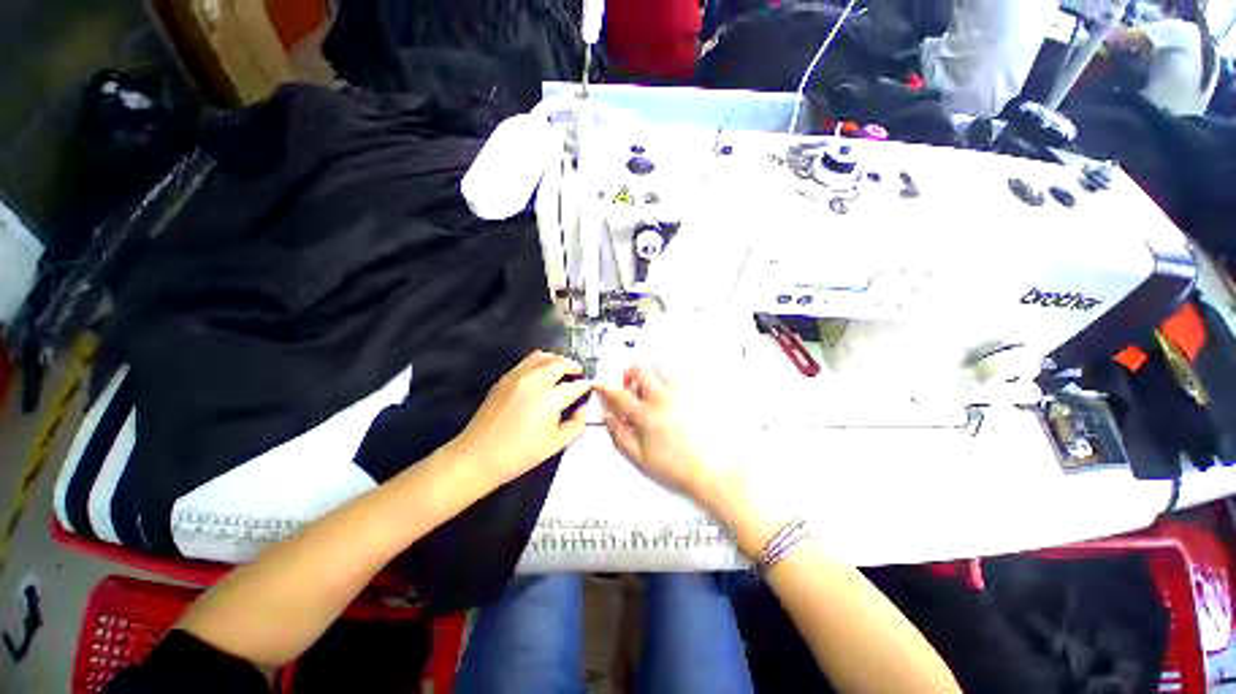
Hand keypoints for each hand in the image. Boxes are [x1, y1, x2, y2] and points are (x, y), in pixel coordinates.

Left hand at [449, 351, 591, 489]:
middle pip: (560, 362)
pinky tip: (541, 374)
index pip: (576, 385)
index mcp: (551, 398)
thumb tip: (582, 409)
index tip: (590, 387)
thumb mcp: (556, 445)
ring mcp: (518, 376)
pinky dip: (540, 362)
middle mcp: (536, 381)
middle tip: (578, 374)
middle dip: (573, 366)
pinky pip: (527, 361)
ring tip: (561, 369)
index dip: (586, 385)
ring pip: (543, 356)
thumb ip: (576, 425)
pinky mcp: (505, 378)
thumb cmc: (519, 454)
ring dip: (556, 360)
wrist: (478, 456)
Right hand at [595, 364, 743, 513]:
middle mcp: (663, 397)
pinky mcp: (698, 391)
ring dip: (651, 373)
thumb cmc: (679, 468)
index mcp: (646, 414)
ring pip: (660, 366)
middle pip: (639, 368)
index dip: (605, 386)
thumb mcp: (639, 458)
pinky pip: (680, 374)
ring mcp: (682, 392)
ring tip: (653, 389)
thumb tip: (608, 415)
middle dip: (629, 373)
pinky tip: (673, 396)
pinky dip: (670, 379)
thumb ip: (618, 433)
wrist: (715, 471)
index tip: (602, 385)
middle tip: (630, 385)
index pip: (618, 393)